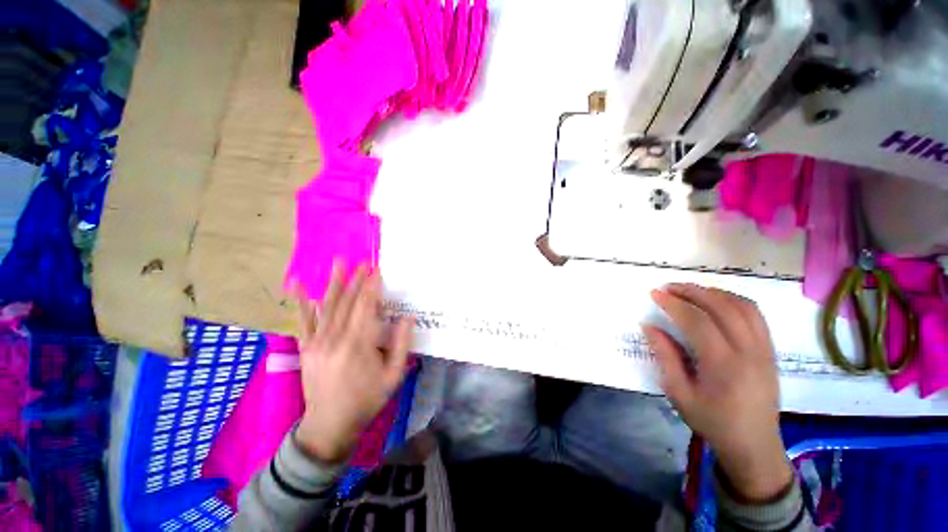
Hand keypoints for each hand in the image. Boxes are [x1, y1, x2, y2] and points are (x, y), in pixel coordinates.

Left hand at [294, 261, 414, 463]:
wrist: (329, 425)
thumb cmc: (367, 400)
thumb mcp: (393, 375)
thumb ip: (401, 344)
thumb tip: (408, 317)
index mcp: (358, 345)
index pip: (366, 307)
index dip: (372, 287)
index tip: (377, 270)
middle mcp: (335, 339)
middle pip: (347, 303)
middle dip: (356, 280)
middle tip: (363, 261)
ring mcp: (316, 343)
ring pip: (327, 306)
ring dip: (334, 283)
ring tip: (339, 263)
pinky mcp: (306, 348)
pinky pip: (303, 321)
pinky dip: (301, 301)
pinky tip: (297, 284)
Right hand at [643, 283, 792, 502]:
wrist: (754, 444)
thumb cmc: (712, 421)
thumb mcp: (679, 393)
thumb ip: (665, 356)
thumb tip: (650, 326)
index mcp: (724, 366)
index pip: (698, 322)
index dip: (674, 304)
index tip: (655, 293)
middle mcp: (749, 352)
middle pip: (723, 307)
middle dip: (693, 291)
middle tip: (669, 286)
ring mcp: (764, 349)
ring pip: (743, 306)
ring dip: (715, 292)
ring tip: (690, 290)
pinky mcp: (770, 350)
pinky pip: (755, 315)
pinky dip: (733, 300)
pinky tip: (716, 301)